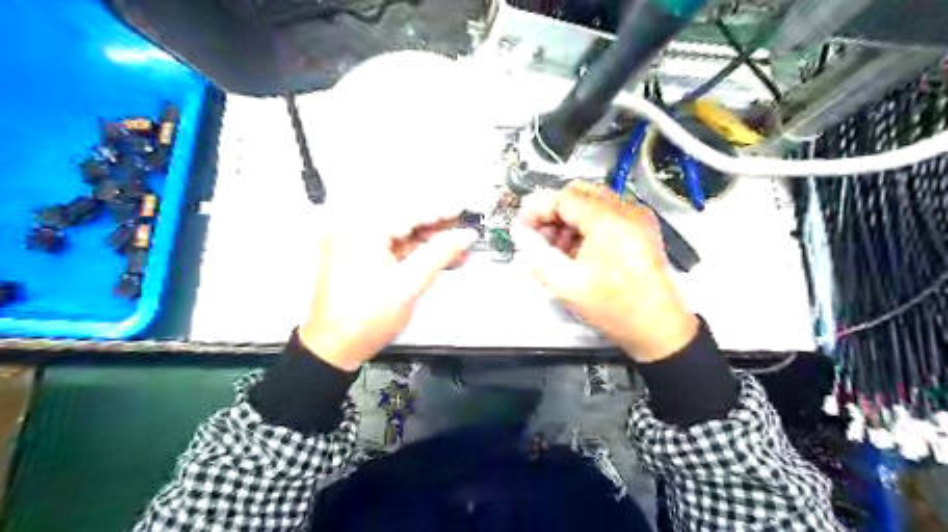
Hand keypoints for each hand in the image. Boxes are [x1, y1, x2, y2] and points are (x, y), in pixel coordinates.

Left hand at [299, 214, 477, 371]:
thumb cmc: (363, 320)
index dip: (443, 211)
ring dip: (429, 238)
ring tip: (457, 245)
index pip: (411, 211)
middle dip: (438, 225)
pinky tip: (438, 254)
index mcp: (362, 230)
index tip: (465, 210)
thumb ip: (439, 254)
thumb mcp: (409, 284)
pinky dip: (415, 249)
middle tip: (464, 228)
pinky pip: (393, 244)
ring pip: (401, 231)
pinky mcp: (358, 254)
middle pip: (406, 217)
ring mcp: (354, 241)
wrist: (335, 347)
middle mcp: (354, 228)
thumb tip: (463, 236)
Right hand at [516, 180, 698, 360]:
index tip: (521, 228)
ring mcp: (637, 218)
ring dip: (569, 220)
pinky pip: (607, 214)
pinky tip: (578, 252)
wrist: (659, 328)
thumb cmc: (613, 307)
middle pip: (578, 193)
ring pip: (592, 202)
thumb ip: (536, 253)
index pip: (563, 197)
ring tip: (557, 250)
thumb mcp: (566, 283)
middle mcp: (626, 209)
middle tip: (538, 238)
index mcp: (608, 220)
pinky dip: (586, 226)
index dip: (537, 209)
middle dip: (553, 213)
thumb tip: (519, 232)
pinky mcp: (642, 229)